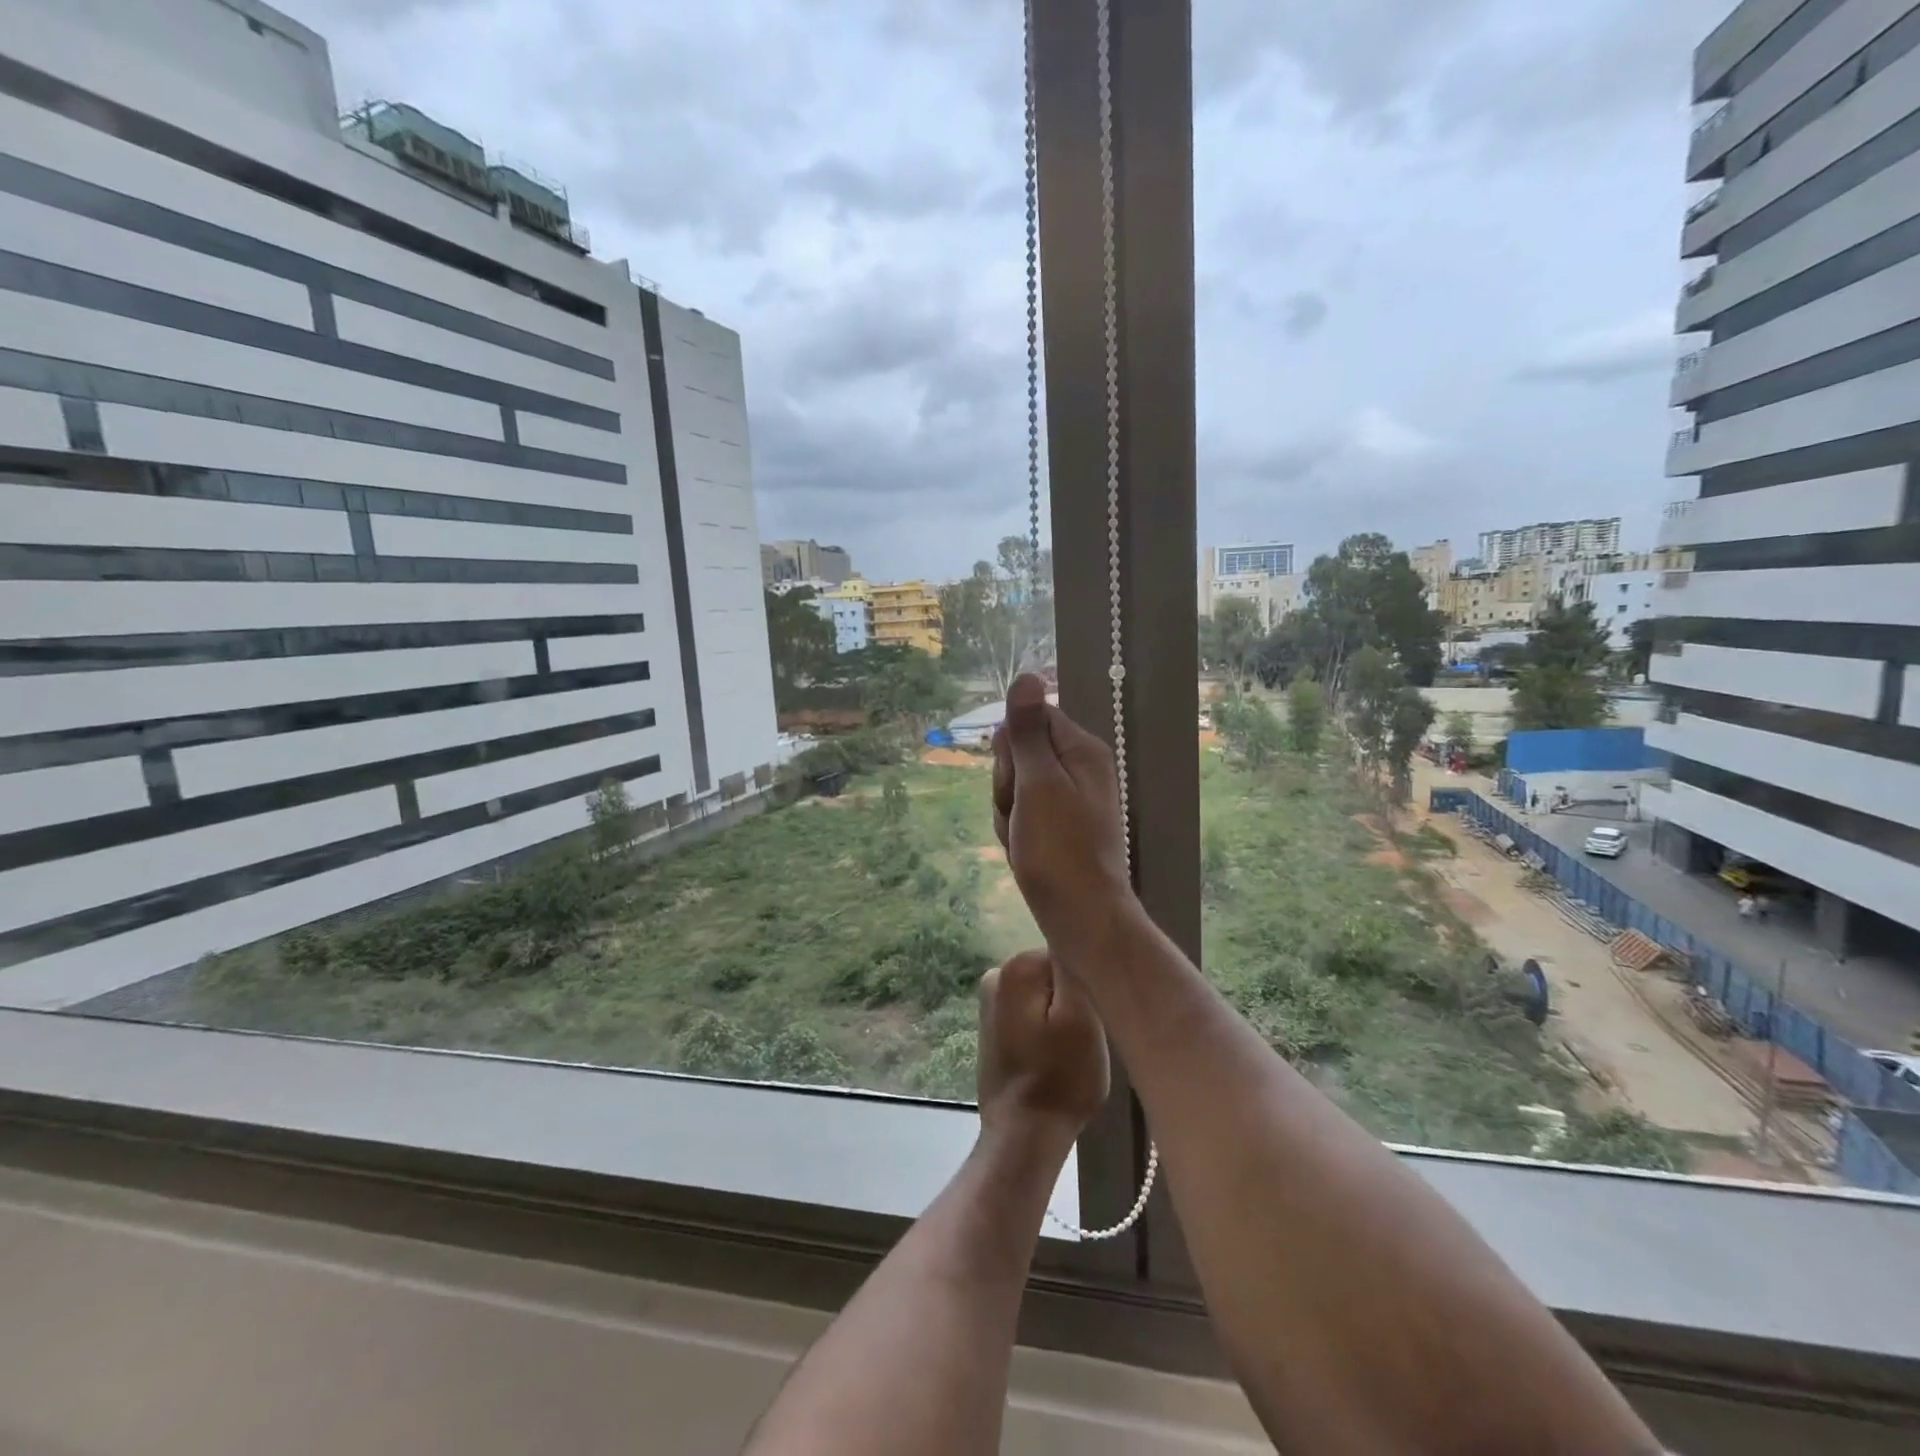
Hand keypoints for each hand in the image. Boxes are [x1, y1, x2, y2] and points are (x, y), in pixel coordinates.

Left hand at [976, 949, 1109, 1144]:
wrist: (1023, 1136)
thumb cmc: (1060, 1078)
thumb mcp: (1082, 1018)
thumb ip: (1075, 969)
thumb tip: (1074, 934)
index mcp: (1018, 965)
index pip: (1069, 954)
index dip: (1088, 986)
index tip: (1093, 1018)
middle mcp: (997, 973)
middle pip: (1057, 973)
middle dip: (1074, 1001)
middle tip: (1083, 1039)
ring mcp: (991, 1001)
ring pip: (1048, 994)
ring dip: (1063, 1018)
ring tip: (1069, 1053)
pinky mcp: (994, 1026)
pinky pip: (1034, 1014)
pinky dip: (1047, 1031)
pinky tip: (1053, 1059)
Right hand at [992, 673, 1135, 958]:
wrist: (1079, 917)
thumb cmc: (1058, 850)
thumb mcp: (1038, 784)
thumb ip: (1029, 732)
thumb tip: (1027, 676)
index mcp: (1082, 751)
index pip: (1030, 720)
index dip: (1011, 750)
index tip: (1016, 781)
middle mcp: (1080, 769)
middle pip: (1020, 753)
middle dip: (1007, 785)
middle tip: (1020, 816)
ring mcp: (1069, 800)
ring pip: (1015, 787)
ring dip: (1007, 813)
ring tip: (1022, 841)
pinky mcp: (1058, 826)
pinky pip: (1022, 814)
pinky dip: (1015, 832)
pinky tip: (1022, 853)